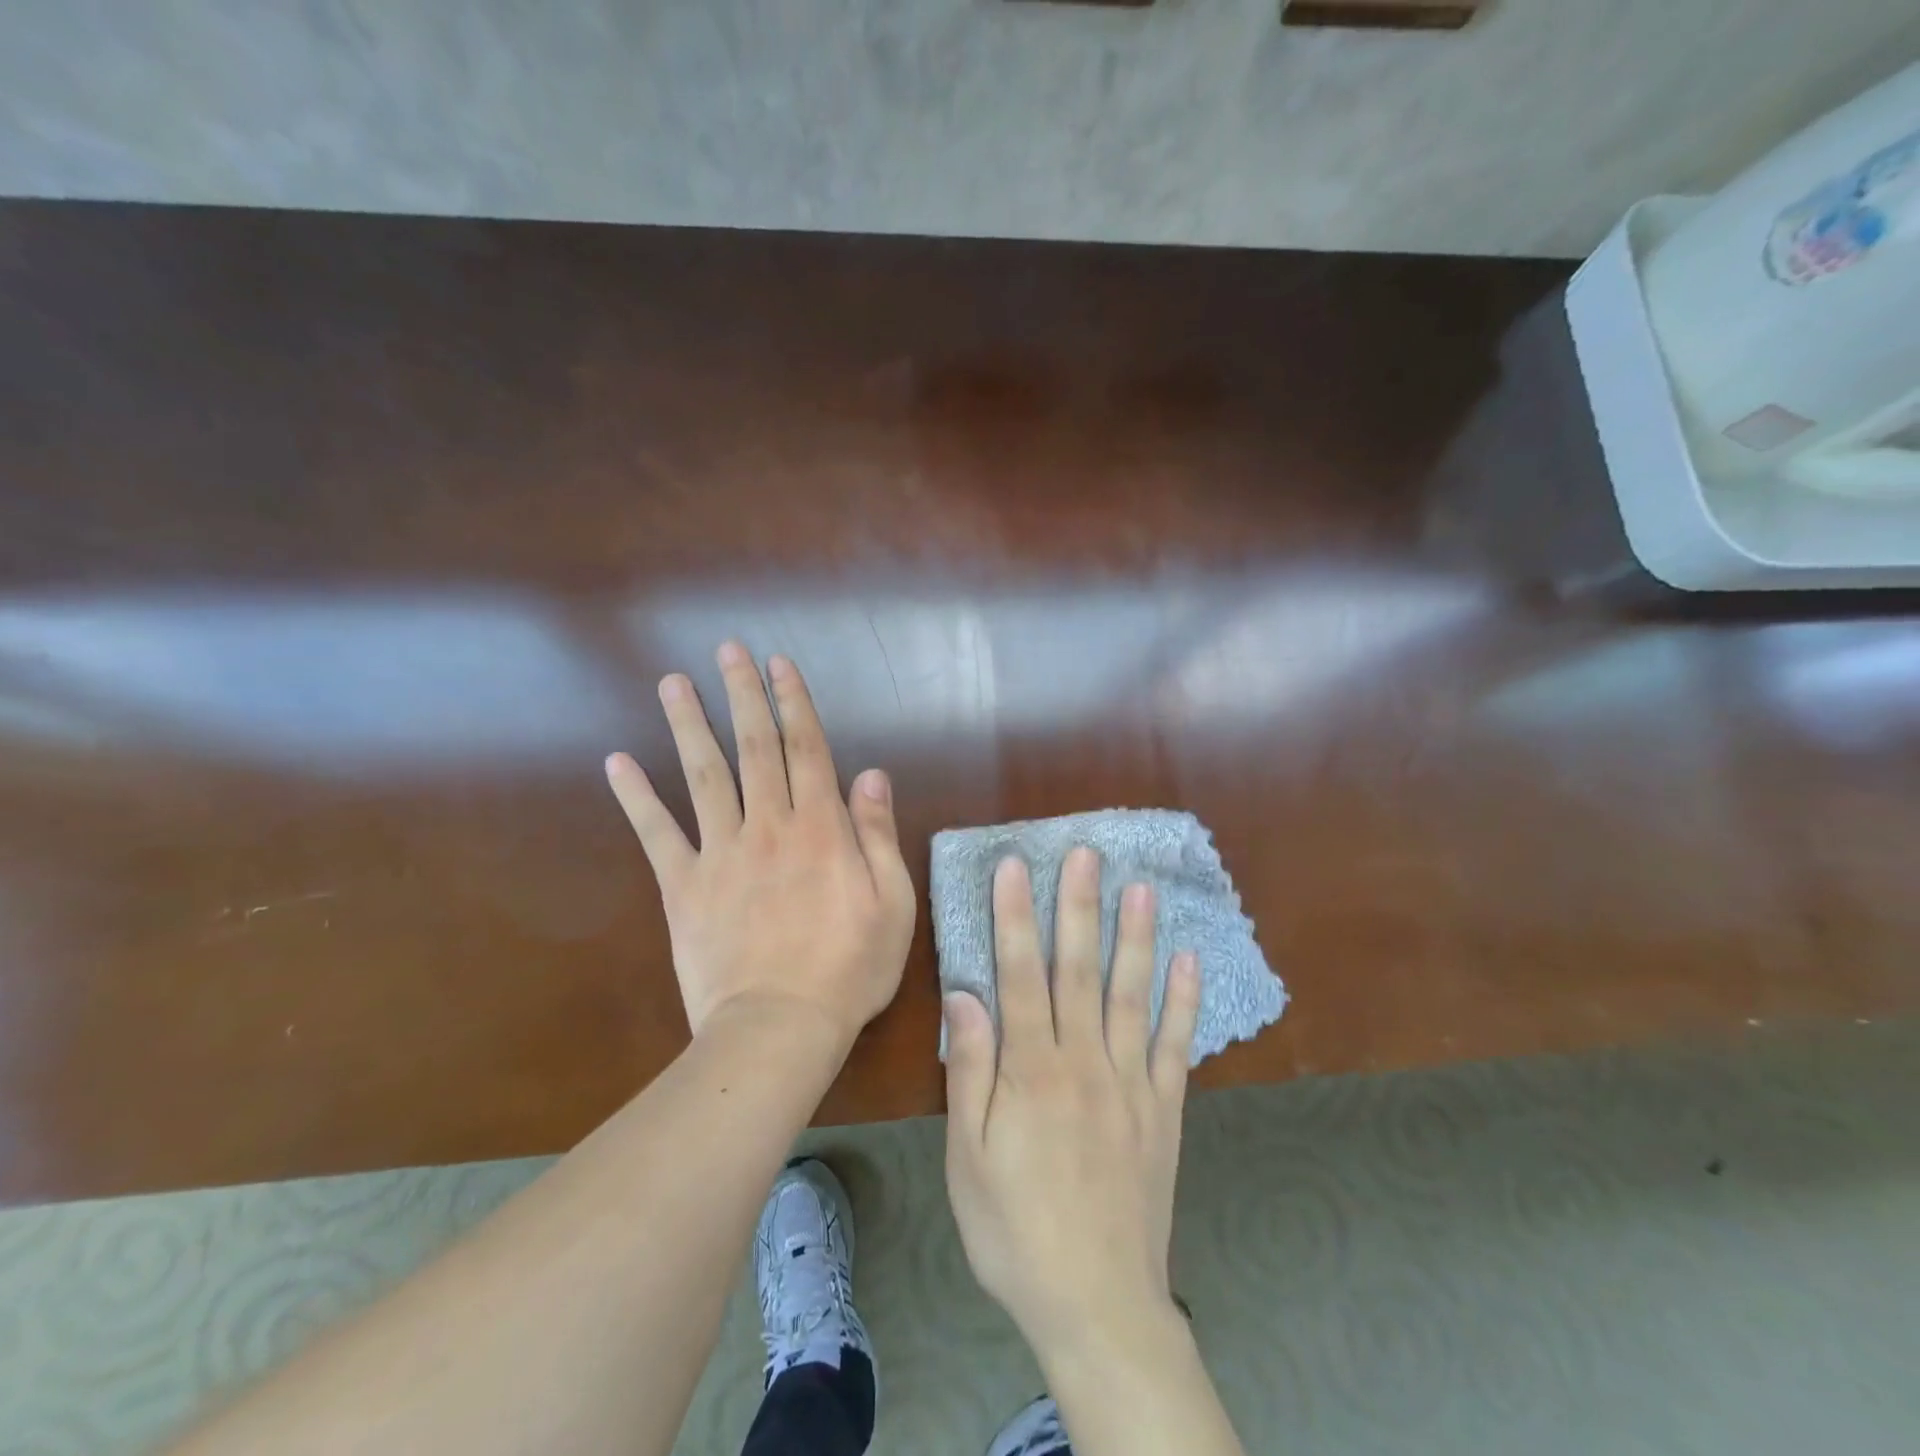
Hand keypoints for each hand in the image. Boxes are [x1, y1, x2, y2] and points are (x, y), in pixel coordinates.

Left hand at [605, 642, 916, 1046]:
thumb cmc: (849, 968)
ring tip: (673, 684)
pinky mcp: (683, 886)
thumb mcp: (893, 903)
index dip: (794, 702)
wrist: (778, 1027)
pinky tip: (617, 762)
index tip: (780, 664)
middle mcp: (768, 825)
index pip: (807, 749)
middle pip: (754, 747)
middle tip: (728, 651)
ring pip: (703, 775)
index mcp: (821, 828)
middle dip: (742, 695)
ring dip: (689, 725)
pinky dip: (636, 797)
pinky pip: (656, 834)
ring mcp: (720, 852)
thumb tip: (871, 774)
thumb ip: (879, 834)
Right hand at [943, 847, 1199, 1357]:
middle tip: (1085, 854)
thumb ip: (969, 1072)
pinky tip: (1188, 959)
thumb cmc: (1015, 1229)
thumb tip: (965, 996)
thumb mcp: (968, 1159)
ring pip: (1132, 995)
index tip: (1015, 866)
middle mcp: (1084, 1061)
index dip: (1015, 917)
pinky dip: (1184, 1000)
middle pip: (1079, 971)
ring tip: (1141, 888)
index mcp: (1031, 1071)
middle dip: (1079, 907)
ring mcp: (1131, 1082)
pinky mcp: (1164, 1109)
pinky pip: (1176, 1045)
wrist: (1097, 1304)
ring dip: (1136, 938)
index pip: (1020, 975)